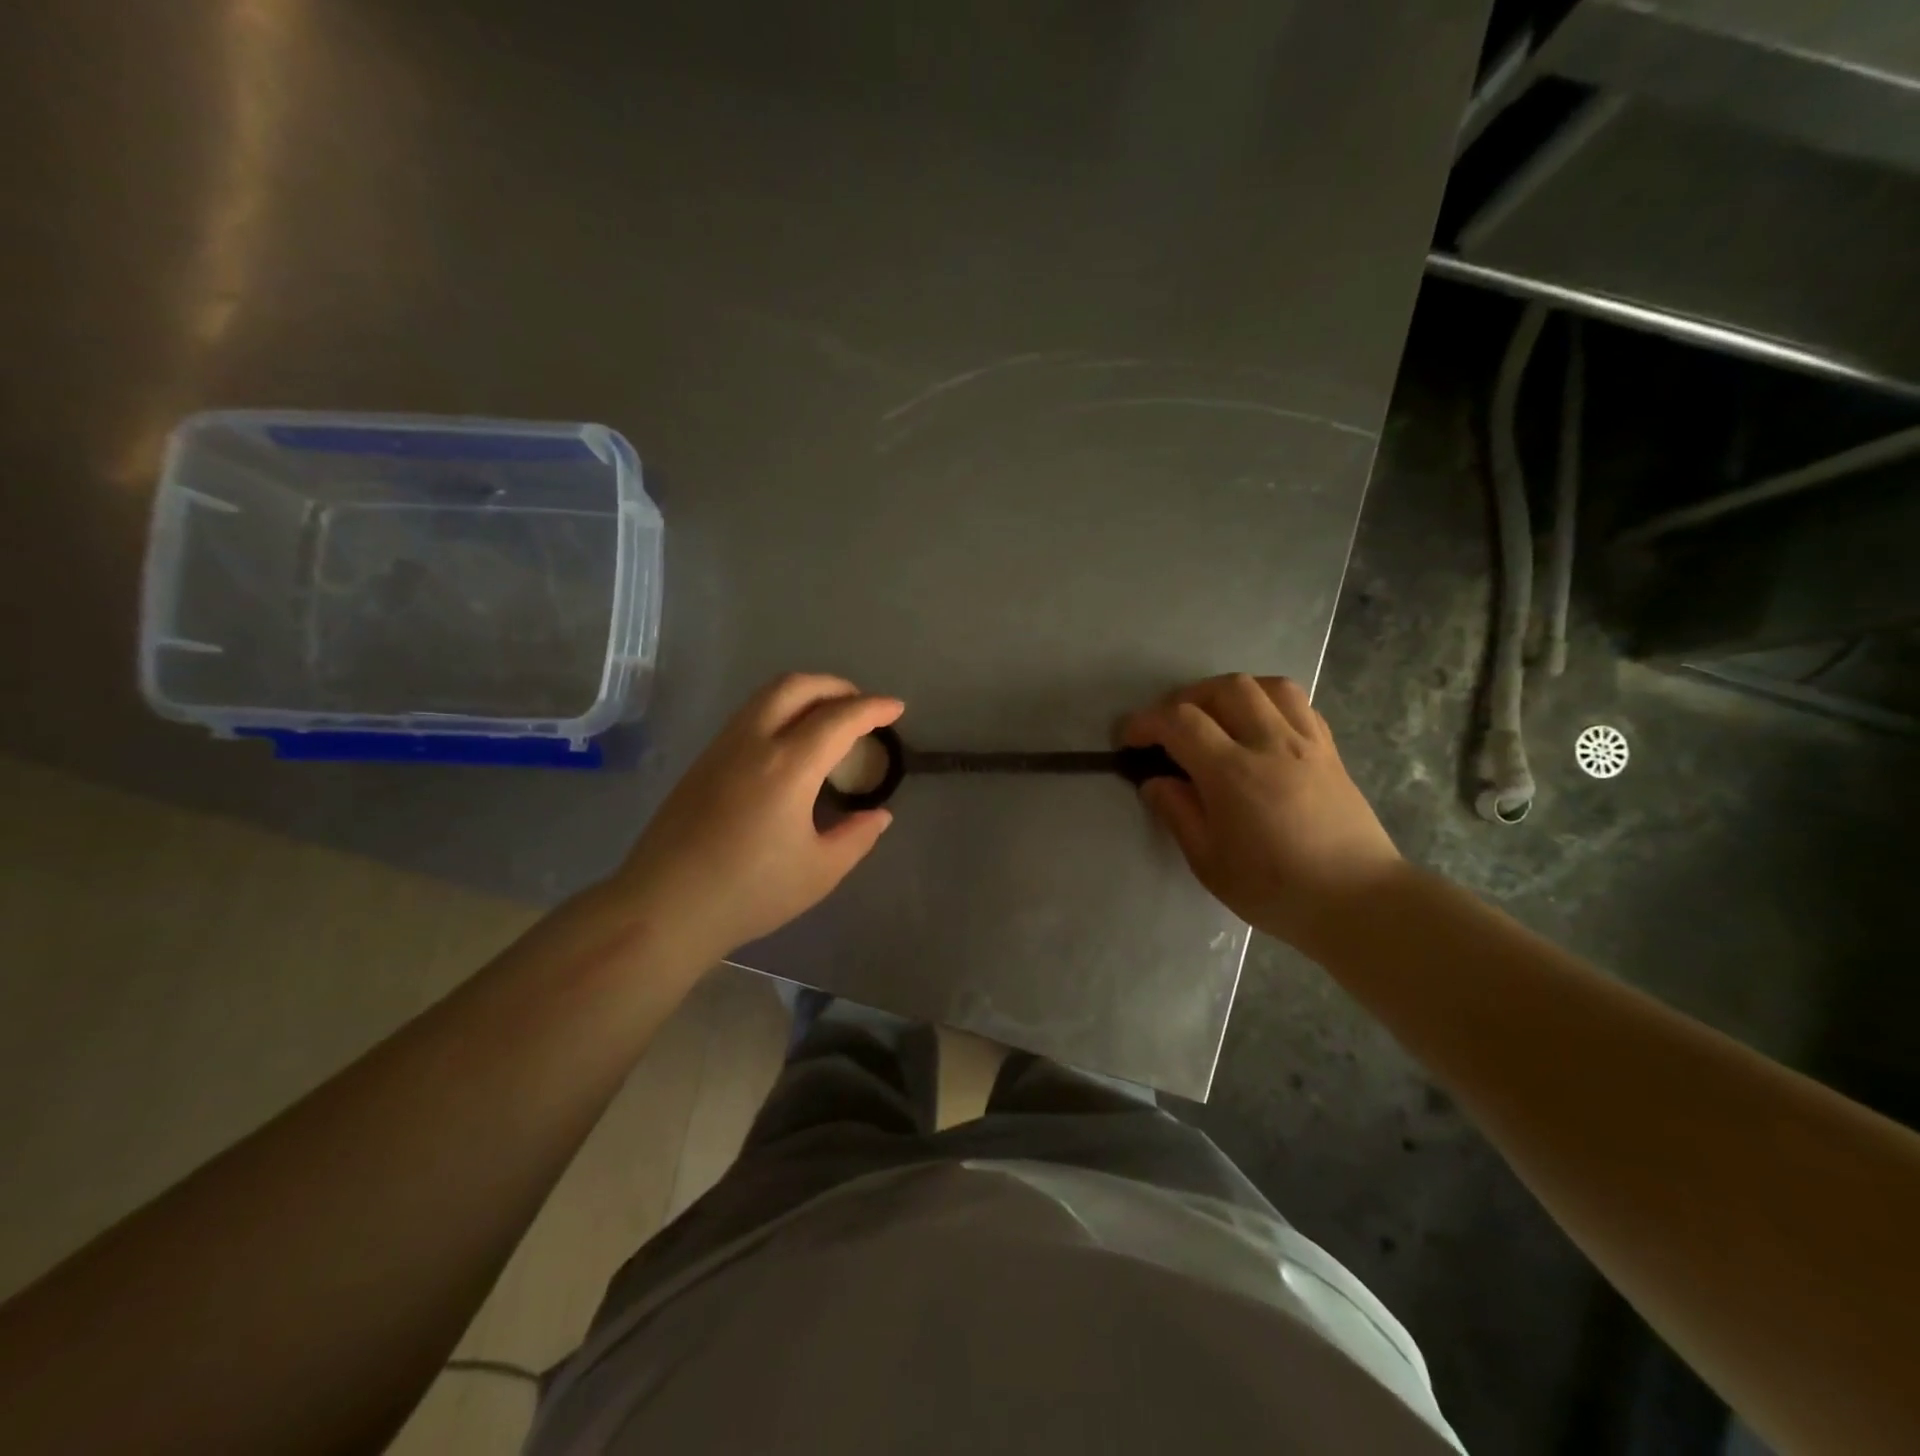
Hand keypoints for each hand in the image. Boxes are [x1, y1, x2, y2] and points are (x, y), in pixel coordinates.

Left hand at [610, 674, 903, 962]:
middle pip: (796, 686)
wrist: (664, 907)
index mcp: (788, 767)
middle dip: (836, 686)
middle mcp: (753, 743)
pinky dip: (780, 711)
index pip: (839, 718)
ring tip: (828, 719)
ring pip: (766, 696)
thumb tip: (878, 815)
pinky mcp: (702, 761)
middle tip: (861, 706)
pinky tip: (790, 743)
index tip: (896, 709)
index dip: (873, 708)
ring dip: (805, 694)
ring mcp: (722, 748)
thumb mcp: (819, 872)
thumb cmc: (749, 893)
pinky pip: (748, 715)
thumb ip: (857, 837)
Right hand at [1121, 674, 1402, 952]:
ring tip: (1216, 716)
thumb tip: (1155, 781)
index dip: (1145, 722)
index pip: (1180, 722)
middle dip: (1186, 698)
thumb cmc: (1276, 890)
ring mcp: (1307, 743)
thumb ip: (1178, 813)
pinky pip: (1299, 704)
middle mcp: (1271, 744)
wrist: (1359, 902)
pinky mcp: (1330, 751)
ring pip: (1267, 686)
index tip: (1128, 739)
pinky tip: (1259, 727)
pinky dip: (1269, 702)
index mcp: (1233, 773)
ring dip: (1231, 691)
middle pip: (1224, 688)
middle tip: (1170, 727)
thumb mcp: (1209, 862)